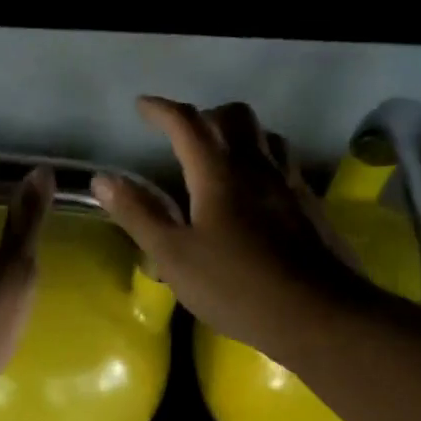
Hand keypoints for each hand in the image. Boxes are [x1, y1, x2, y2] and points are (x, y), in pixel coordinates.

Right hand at [93, 96, 371, 363]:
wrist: (318, 314)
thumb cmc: (236, 286)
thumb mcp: (173, 256)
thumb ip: (138, 214)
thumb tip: (102, 179)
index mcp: (218, 173)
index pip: (187, 123)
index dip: (161, 110)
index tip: (142, 106)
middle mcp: (256, 166)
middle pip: (234, 116)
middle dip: (205, 115)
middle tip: (184, 136)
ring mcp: (290, 183)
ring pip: (266, 135)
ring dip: (239, 134)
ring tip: (221, 156)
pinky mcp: (311, 205)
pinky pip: (285, 163)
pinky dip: (263, 160)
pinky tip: (257, 191)